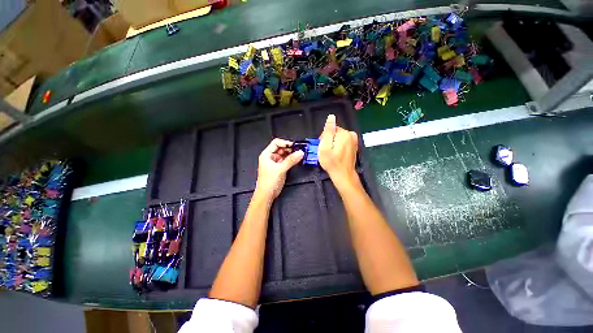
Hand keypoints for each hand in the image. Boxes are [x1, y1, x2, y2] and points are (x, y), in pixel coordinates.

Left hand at [255, 138, 303, 199]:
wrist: (267, 194)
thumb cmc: (268, 182)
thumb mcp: (280, 169)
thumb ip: (291, 160)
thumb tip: (300, 153)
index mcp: (266, 155)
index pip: (276, 143)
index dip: (285, 143)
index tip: (294, 145)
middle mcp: (270, 157)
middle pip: (281, 148)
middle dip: (290, 149)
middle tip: (299, 150)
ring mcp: (275, 163)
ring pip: (284, 155)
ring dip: (291, 155)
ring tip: (299, 155)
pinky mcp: (279, 168)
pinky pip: (286, 161)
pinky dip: (291, 160)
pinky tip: (296, 160)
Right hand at [318, 115, 359, 188]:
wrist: (343, 175)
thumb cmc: (332, 162)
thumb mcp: (325, 146)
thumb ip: (328, 131)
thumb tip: (331, 117)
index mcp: (344, 133)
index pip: (330, 129)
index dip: (324, 137)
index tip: (323, 147)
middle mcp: (351, 135)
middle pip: (335, 133)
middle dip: (329, 140)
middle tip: (326, 151)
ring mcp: (354, 141)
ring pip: (338, 138)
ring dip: (333, 144)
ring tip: (331, 154)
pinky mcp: (354, 146)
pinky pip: (343, 142)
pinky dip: (339, 147)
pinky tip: (337, 154)